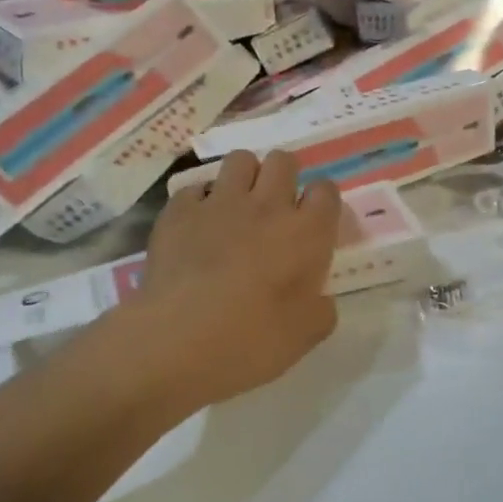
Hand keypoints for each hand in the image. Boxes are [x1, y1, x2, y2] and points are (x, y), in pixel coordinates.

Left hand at [114, 151, 340, 416]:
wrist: (176, 341)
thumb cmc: (251, 340)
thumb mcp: (305, 335)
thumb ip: (321, 310)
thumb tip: (319, 299)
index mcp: (307, 232)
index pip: (326, 190)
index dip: (322, 202)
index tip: (314, 223)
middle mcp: (268, 205)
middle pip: (283, 161)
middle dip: (284, 176)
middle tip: (276, 208)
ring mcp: (220, 203)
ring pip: (240, 160)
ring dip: (244, 177)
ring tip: (237, 206)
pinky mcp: (179, 211)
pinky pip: (194, 188)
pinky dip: (199, 201)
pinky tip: (196, 225)